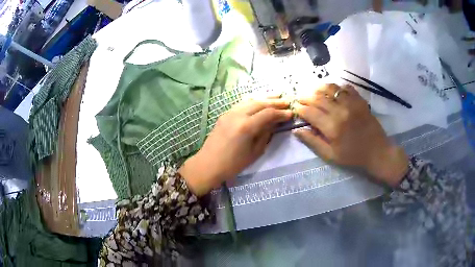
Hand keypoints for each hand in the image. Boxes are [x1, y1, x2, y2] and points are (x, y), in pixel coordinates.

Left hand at [179, 98, 292, 195]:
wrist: (208, 164)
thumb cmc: (233, 164)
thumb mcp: (254, 152)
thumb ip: (266, 134)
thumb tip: (275, 123)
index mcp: (246, 126)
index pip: (268, 113)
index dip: (281, 113)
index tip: (290, 113)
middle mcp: (237, 115)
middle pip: (260, 103)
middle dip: (274, 102)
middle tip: (286, 102)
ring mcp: (229, 112)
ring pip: (250, 100)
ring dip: (264, 98)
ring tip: (276, 96)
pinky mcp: (225, 114)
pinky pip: (242, 103)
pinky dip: (253, 100)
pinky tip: (259, 100)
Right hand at [293, 84, 408, 186]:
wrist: (377, 153)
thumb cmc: (353, 157)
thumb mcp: (331, 155)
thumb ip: (313, 142)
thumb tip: (296, 130)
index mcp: (332, 127)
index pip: (310, 112)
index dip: (300, 109)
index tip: (296, 108)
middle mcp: (341, 111)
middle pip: (318, 97)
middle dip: (306, 96)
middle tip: (301, 98)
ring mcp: (352, 103)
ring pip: (331, 88)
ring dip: (319, 88)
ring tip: (314, 91)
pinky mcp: (360, 100)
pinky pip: (346, 87)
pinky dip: (337, 87)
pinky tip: (334, 92)